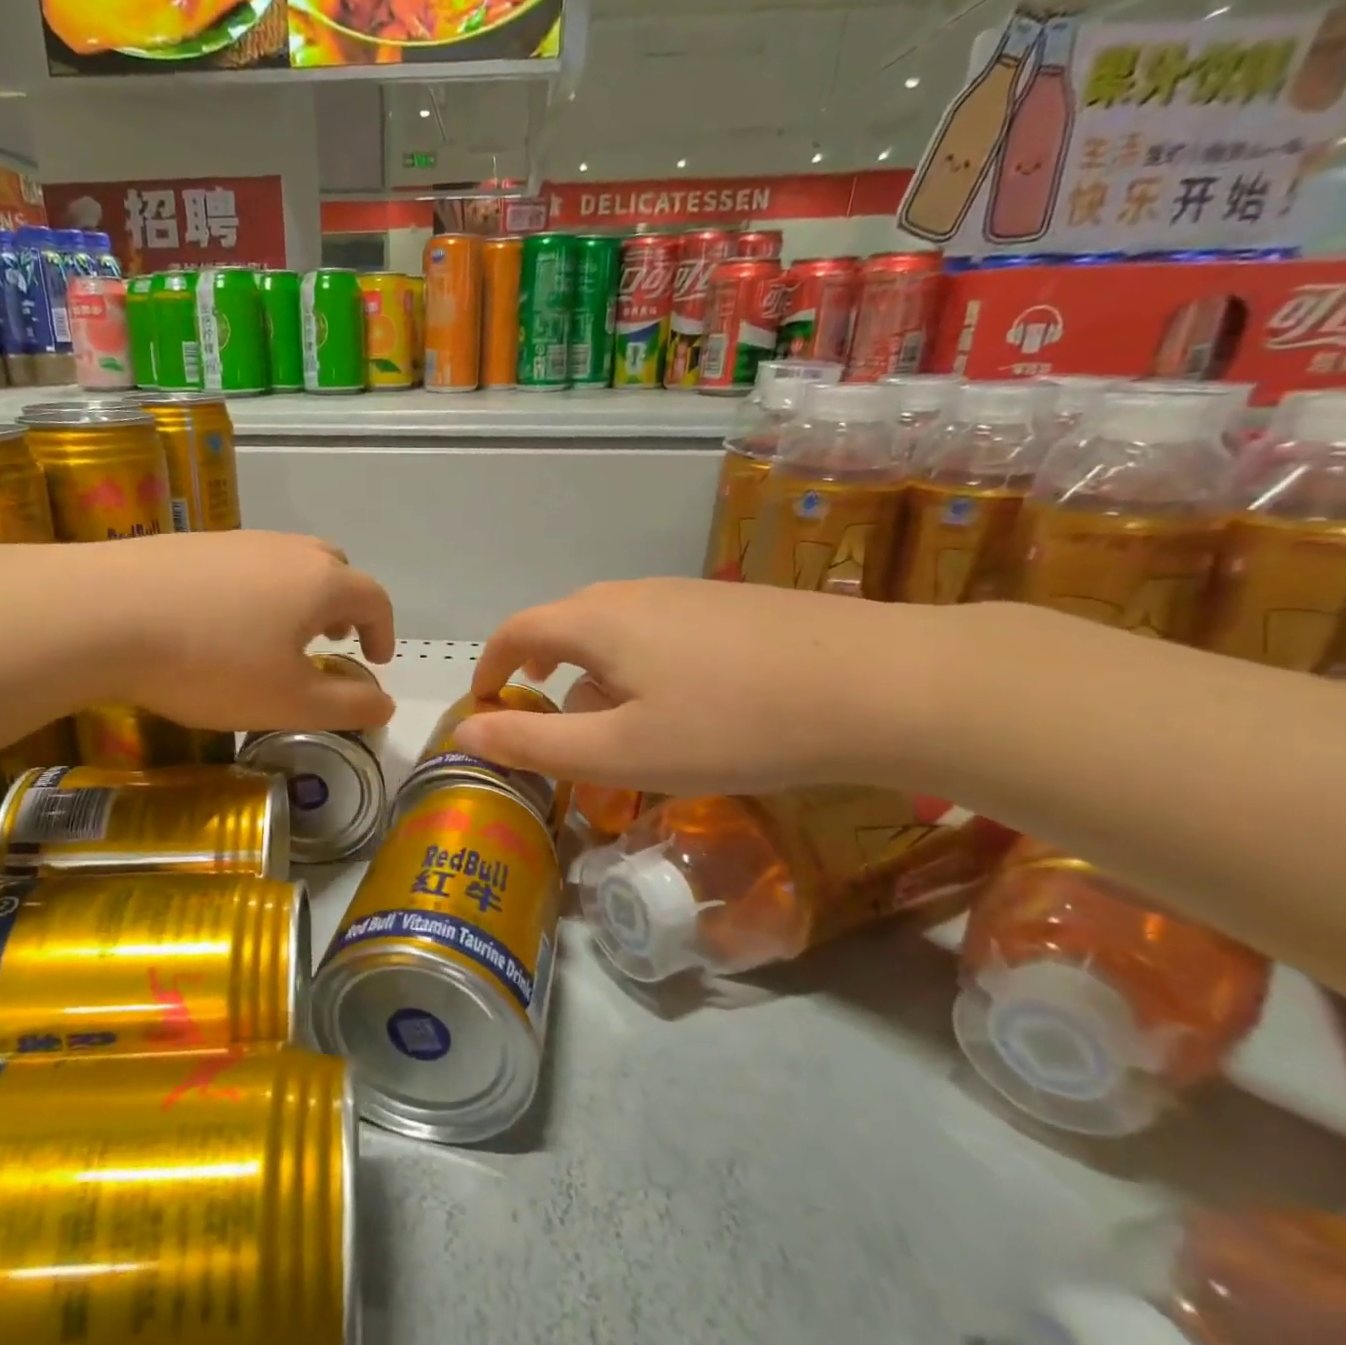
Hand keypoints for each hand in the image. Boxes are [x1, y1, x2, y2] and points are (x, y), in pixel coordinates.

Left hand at [77, 531, 396, 732]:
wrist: (102, 613)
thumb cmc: (212, 663)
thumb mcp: (288, 702)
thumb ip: (346, 706)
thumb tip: (385, 704)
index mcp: (321, 582)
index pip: (374, 598)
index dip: (383, 631)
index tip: (375, 660)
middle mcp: (286, 550)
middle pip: (334, 570)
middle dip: (344, 607)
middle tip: (331, 641)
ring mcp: (237, 541)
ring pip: (288, 564)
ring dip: (300, 597)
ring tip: (279, 635)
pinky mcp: (193, 544)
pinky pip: (245, 565)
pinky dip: (256, 591)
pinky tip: (222, 623)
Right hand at [454, 579, 922, 795]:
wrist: (879, 683)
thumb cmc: (732, 725)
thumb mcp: (621, 751)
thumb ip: (536, 742)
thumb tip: (466, 732)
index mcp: (596, 620)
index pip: (517, 629)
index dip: (491, 663)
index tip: (485, 700)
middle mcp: (634, 593)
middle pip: (565, 623)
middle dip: (542, 669)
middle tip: (546, 714)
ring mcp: (688, 593)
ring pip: (615, 628)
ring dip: (595, 670)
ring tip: (616, 722)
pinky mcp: (731, 605)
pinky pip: (659, 630)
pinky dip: (641, 664)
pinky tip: (684, 704)